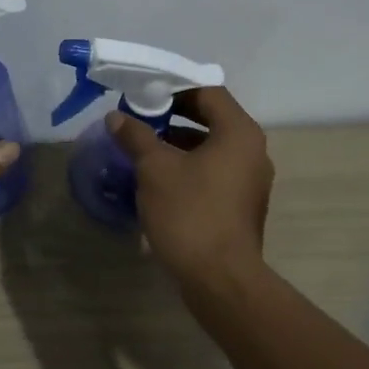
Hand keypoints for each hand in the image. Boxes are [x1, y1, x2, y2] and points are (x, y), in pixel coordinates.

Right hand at [108, 87, 273, 286]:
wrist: (220, 279)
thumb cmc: (190, 213)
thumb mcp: (155, 169)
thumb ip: (136, 137)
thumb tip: (116, 118)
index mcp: (239, 133)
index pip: (208, 92)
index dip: (174, 88)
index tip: (143, 94)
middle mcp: (252, 151)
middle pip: (211, 119)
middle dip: (172, 116)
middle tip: (138, 118)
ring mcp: (250, 181)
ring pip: (210, 148)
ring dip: (177, 144)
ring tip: (142, 148)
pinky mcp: (241, 205)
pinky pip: (213, 172)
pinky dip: (188, 168)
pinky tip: (157, 179)